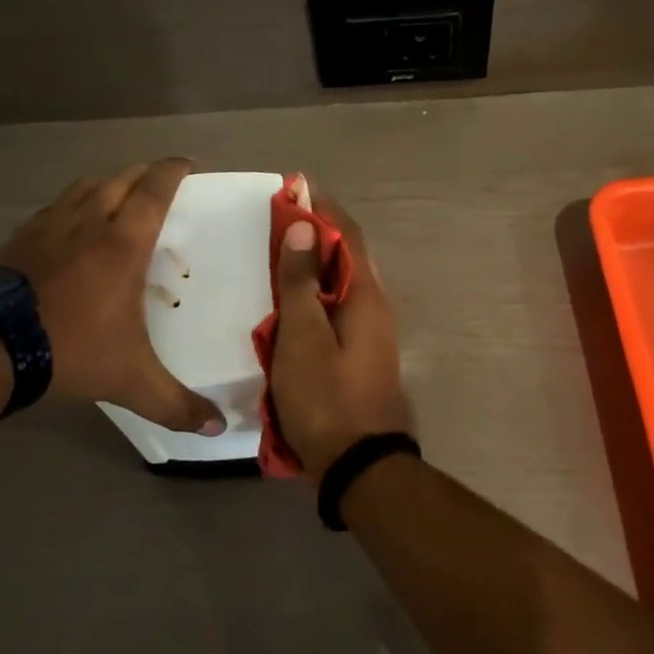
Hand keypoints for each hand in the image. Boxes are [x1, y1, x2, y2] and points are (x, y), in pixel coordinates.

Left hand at [0, 159, 222, 433]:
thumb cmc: (70, 349)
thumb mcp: (130, 380)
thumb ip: (175, 404)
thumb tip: (218, 428)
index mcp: (123, 243)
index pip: (154, 191)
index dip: (172, 171)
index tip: (186, 163)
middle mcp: (89, 223)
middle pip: (120, 179)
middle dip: (143, 172)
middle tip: (158, 178)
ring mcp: (49, 227)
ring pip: (84, 187)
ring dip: (107, 181)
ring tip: (118, 191)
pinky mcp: (18, 239)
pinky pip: (53, 207)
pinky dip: (72, 203)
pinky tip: (68, 222)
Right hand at [269, 190, 410, 480]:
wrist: (360, 465)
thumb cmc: (326, 397)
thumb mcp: (303, 337)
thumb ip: (300, 282)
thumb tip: (302, 227)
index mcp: (365, 295)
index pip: (346, 234)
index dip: (322, 208)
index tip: (295, 188)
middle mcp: (375, 306)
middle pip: (346, 256)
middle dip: (315, 233)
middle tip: (278, 221)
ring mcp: (371, 333)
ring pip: (341, 284)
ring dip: (313, 264)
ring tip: (279, 255)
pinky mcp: (360, 354)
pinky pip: (336, 309)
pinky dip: (314, 294)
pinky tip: (291, 304)